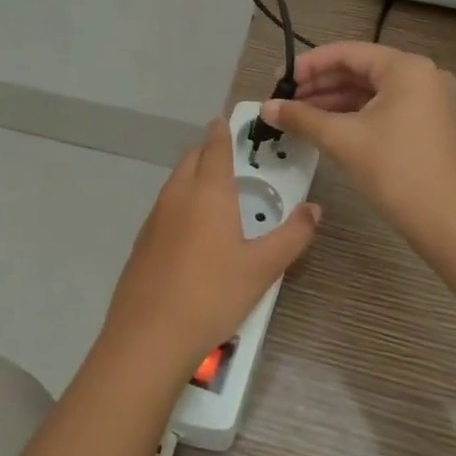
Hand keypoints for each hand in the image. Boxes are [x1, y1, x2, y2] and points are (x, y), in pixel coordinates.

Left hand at [100, 119, 320, 380]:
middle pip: (191, 160)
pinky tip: (194, 230)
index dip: (223, 131)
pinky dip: (181, 203)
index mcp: (208, 192)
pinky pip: (165, 207)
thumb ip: (292, 235)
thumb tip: (313, 210)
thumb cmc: (213, 295)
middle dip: (209, 151)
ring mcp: (155, 218)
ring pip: (176, 183)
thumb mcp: (263, 268)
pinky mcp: (142, 242)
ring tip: (217, 192)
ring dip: (194, 176)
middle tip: (231, 157)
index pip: (215, 147)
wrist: (149, 335)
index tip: (228, 120)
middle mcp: (177, 195)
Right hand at [263, 42, 455, 238]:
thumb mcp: (342, 139)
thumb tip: (265, 107)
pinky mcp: (425, 122)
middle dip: (319, 85)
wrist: (444, 220)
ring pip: (369, 91)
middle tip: (283, 100)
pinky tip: (323, 126)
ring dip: (332, 101)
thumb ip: (301, 118)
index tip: (278, 80)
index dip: (309, 65)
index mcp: (406, 68)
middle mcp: (421, 75)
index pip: (348, 53)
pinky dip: (352, 114)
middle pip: (359, 70)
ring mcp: (427, 99)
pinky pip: (382, 107)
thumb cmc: (394, 170)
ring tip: (296, 115)